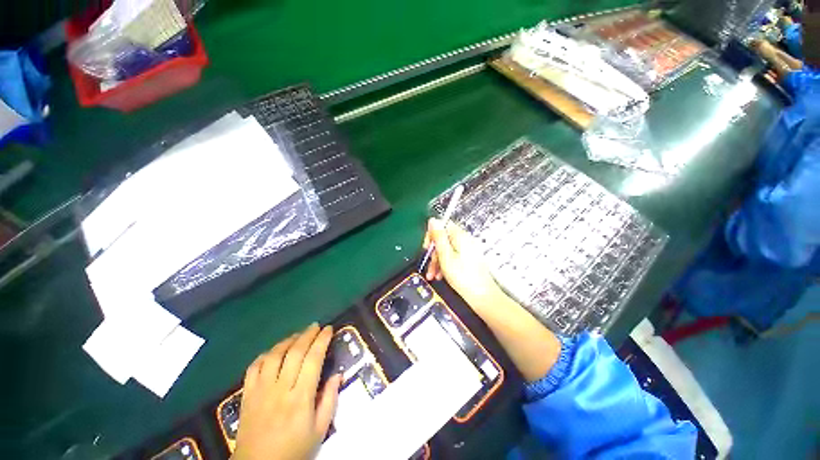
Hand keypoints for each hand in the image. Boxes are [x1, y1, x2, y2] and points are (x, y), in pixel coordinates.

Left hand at [232, 324, 342, 459]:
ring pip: (274, 355)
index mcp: (301, 398)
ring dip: (288, 340)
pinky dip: (266, 354)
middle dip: (308, 334)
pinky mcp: (247, 394)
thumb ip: (330, 400)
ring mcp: (261, 390)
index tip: (329, 329)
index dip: (322, 340)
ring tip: (298, 335)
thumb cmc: (294, 450)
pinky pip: (254, 367)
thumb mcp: (319, 431)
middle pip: (295, 352)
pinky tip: (275, 352)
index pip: (313, 359)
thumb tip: (338, 374)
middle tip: (316, 326)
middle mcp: (280, 389)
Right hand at [423, 218, 561, 381]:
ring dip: (437, 262)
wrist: (482, 297)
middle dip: (433, 253)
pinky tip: (440, 276)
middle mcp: (464, 241)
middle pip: (443, 240)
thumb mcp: (445, 256)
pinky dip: (444, 265)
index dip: (432, 235)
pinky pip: (452, 258)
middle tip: (429, 266)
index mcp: (460, 237)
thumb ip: (438, 237)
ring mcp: (467, 251)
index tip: (427, 248)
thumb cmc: (462, 277)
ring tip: (432, 276)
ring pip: (446, 250)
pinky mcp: (468, 260)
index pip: (443, 226)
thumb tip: (433, 220)